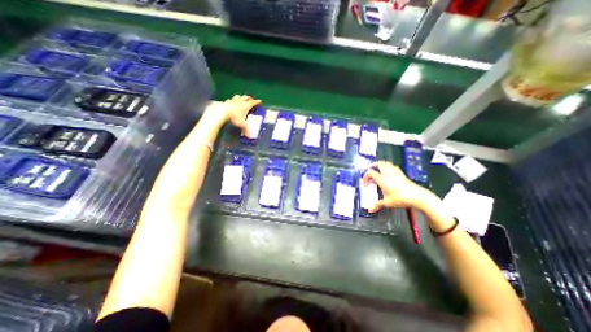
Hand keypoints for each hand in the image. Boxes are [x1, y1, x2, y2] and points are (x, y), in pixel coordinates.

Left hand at [204, 94, 260, 131]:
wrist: (222, 112)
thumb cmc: (234, 117)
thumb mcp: (241, 124)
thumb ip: (245, 129)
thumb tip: (248, 135)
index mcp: (246, 106)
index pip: (253, 102)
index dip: (257, 102)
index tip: (260, 101)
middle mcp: (240, 101)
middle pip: (246, 97)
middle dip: (249, 98)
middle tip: (251, 100)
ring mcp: (233, 100)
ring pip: (239, 96)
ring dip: (241, 97)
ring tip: (242, 99)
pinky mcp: (227, 101)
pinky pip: (231, 100)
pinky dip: (233, 101)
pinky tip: (232, 103)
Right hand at [363, 160, 434, 212]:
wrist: (417, 196)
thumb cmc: (400, 198)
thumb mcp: (387, 202)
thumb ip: (377, 205)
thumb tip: (370, 210)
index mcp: (382, 179)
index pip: (370, 173)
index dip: (365, 176)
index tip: (365, 183)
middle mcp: (388, 173)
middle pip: (379, 164)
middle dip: (373, 165)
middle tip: (370, 169)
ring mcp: (395, 172)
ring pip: (386, 163)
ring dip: (381, 164)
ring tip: (378, 168)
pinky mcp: (402, 174)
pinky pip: (393, 166)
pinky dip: (388, 167)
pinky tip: (389, 172)